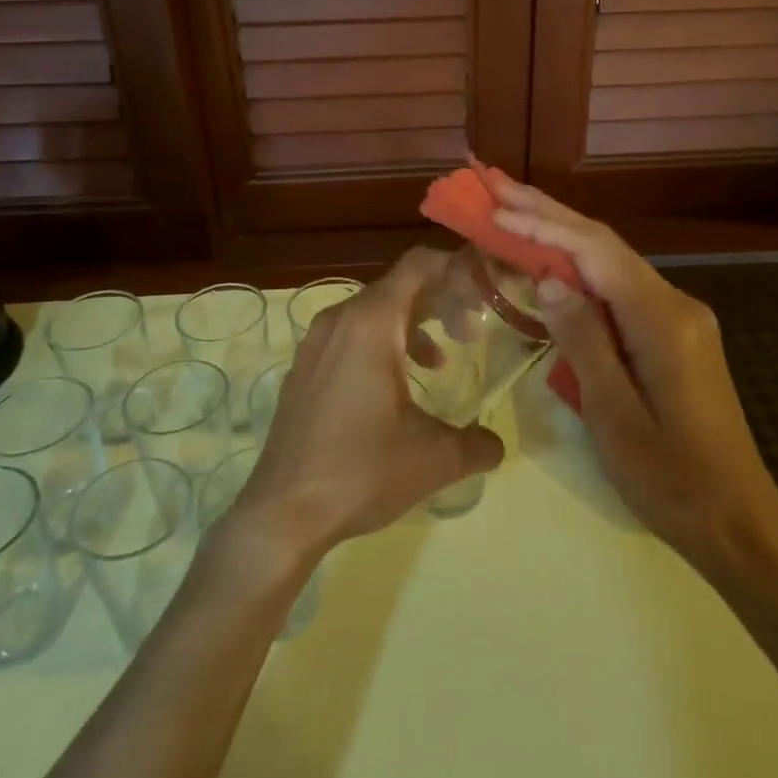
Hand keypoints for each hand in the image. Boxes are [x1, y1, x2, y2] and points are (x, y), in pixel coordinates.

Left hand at [232, 249, 504, 556]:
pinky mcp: (304, 368)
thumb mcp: (434, 458)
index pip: (419, 264)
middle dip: (440, 301)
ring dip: (412, 325)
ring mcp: (315, 343)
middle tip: (471, 332)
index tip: (484, 294)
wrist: (281, 513)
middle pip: (398, 286)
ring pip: (373, 312)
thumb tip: (497, 443)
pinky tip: (397, 386)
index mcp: (371, 323)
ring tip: (439, 361)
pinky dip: (382, 343)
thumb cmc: (360, 471)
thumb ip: (477, 443)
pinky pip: (350, 336)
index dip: (456, 269)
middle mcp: (340, 320)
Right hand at [492, 181, 777, 572]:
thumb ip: (583, 342)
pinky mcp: (673, 335)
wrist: (739, 521)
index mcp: (663, 321)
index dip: (544, 226)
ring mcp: (678, 318)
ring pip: (612, 264)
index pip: (596, 253)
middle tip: (499, 187)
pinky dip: (581, 270)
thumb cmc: (672, 480)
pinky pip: (620, 290)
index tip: (496, 207)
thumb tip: (549, 279)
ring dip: (563, 237)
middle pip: (605, 246)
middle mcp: (676, 305)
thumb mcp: (615, 417)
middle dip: (550, 214)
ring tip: (514, 212)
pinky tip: (553, 263)